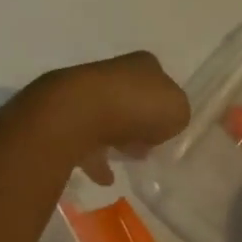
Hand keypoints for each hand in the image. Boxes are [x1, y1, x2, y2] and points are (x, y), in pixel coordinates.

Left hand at [25, 51, 190, 184]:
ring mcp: (85, 92)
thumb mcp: (177, 110)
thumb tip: (161, 125)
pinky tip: (104, 178)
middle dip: (138, 122)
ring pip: (106, 117)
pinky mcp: (65, 116)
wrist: (79, 112)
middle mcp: (112, 72)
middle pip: (130, 99)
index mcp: (142, 64)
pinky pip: (85, 140)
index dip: (164, 104)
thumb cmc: (136, 106)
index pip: (158, 80)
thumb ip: (176, 116)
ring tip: (126, 161)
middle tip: (147, 148)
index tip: (165, 128)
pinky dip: (94, 158)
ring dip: (116, 138)